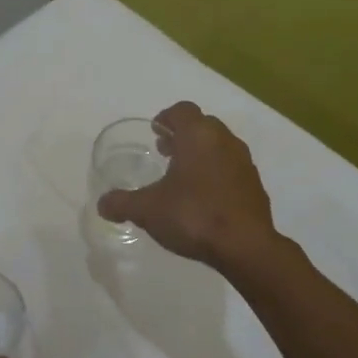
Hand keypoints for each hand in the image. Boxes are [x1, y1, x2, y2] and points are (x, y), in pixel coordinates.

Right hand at [95, 102, 276, 268]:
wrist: (245, 246)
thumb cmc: (193, 215)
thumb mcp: (147, 210)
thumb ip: (122, 203)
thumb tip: (102, 204)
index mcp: (198, 136)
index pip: (182, 110)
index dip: (166, 118)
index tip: (155, 132)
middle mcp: (224, 141)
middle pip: (202, 126)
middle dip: (182, 135)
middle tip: (164, 152)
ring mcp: (244, 162)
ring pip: (219, 146)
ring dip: (200, 154)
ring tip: (182, 177)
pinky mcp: (254, 185)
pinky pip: (231, 169)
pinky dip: (216, 174)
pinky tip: (203, 198)